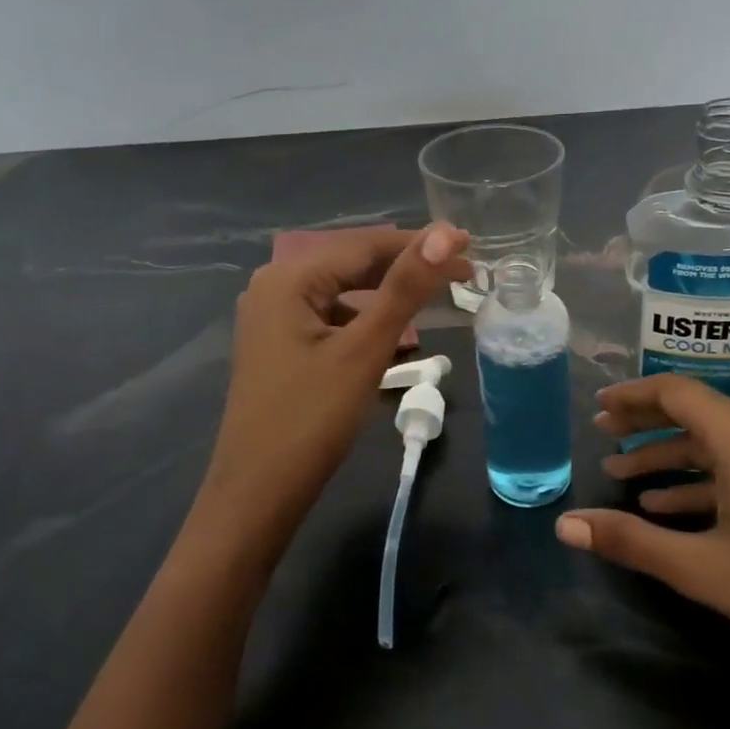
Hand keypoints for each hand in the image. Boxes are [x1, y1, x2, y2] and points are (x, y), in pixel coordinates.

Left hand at [192, 224, 470, 551]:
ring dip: (391, 294)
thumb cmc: (312, 419)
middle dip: (409, 267)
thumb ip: (405, 288)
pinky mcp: (281, 345)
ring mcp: (274, 317)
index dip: (422, 243)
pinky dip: (367, 319)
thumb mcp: (365, 350)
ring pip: (345, 291)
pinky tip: (395, 334)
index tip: (471, 246)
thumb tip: (445, 233)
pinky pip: (333, 317)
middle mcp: (275, 286)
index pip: (366, 244)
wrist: (259, 495)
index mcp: (289, 278)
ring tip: (438, 297)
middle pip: (354, 264)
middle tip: (464, 273)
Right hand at [556, 374, 729, 697]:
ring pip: (717, 440)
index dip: (631, 397)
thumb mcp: (703, 569)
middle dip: (645, 425)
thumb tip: (564, 525)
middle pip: (695, 410)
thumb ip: (631, 541)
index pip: (675, 392)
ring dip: (671, 457)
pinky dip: (705, 478)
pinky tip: (671, 506)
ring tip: (623, 478)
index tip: (597, 409)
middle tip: (602, 438)